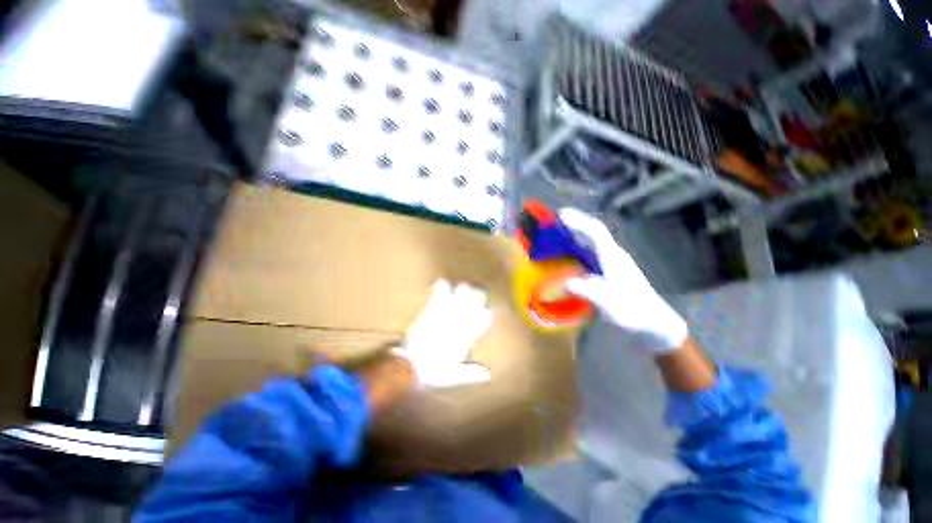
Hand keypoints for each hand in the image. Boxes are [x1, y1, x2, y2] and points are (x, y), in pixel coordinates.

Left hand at [393, 279, 492, 387]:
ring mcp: (447, 312)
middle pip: (476, 299)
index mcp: (467, 335)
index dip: (486, 312)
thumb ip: (471, 372)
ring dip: (463, 289)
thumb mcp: (454, 374)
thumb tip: (488, 375)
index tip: (484, 311)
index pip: (485, 316)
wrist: (410, 363)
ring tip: (462, 289)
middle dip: (478, 295)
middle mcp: (460, 320)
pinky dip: (441, 286)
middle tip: (476, 295)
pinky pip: (440, 291)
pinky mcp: (432, 308)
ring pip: (461, 292)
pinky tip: (442, 285)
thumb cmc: (433, 370)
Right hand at [559, 208, 687, 353]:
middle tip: (555, 223)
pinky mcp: (610, 271)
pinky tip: (570, 257)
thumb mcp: (607, 301)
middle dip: (574, 225)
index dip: (578, 220)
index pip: (595, 231)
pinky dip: (578, 250)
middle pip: (593, 233)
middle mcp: (612, 255)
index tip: (561, 214)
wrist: (652, 321)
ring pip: (592, 243)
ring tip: (558, 236)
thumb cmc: (632, 309)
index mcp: (612, 256)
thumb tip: (560, 282)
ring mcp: (612, 263)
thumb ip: (585, 289)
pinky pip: (591, 254)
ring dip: (576, 236)